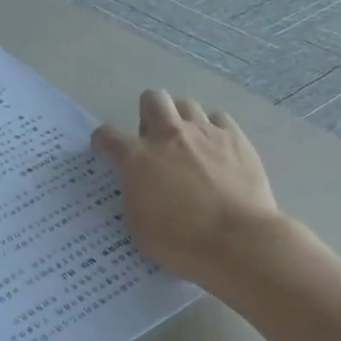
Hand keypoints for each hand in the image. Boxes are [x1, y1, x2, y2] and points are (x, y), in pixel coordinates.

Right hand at [92, 90, 279, 283]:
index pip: (107, 135)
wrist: (237, 241)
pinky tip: (217, 150)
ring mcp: (205, 133)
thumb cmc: (180, 241)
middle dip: (147, 114)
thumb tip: (139, 184)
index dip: (103, 142)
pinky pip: (220, 119)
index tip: (106, 152)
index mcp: (137, 158)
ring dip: (181, 120)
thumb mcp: (138, 225)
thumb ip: (133, 194)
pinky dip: (214, 130)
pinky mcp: (236, 138)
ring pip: (186, 105)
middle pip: (152, 99)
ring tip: (188, 144)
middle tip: (154, 141)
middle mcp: (168, 135)